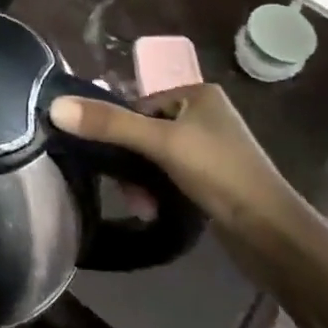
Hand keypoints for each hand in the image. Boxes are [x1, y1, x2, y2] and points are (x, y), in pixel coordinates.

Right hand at [50, 83, 301, 237]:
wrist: (272, 233)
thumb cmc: (219, 173)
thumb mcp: (160, 143)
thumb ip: (110, 124)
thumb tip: (55, 107)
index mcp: (196, 93)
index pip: (137, 104)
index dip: (121, 131)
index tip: (111, 161)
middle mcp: (203, 114)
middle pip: (144, 131)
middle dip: (131, 163)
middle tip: (128, 191)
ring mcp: (209, 147)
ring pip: (155, 156)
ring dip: (142, 181)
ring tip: (143, 206)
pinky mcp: (212, 177)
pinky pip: (169, 175)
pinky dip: (158, 190)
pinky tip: (154, 210)